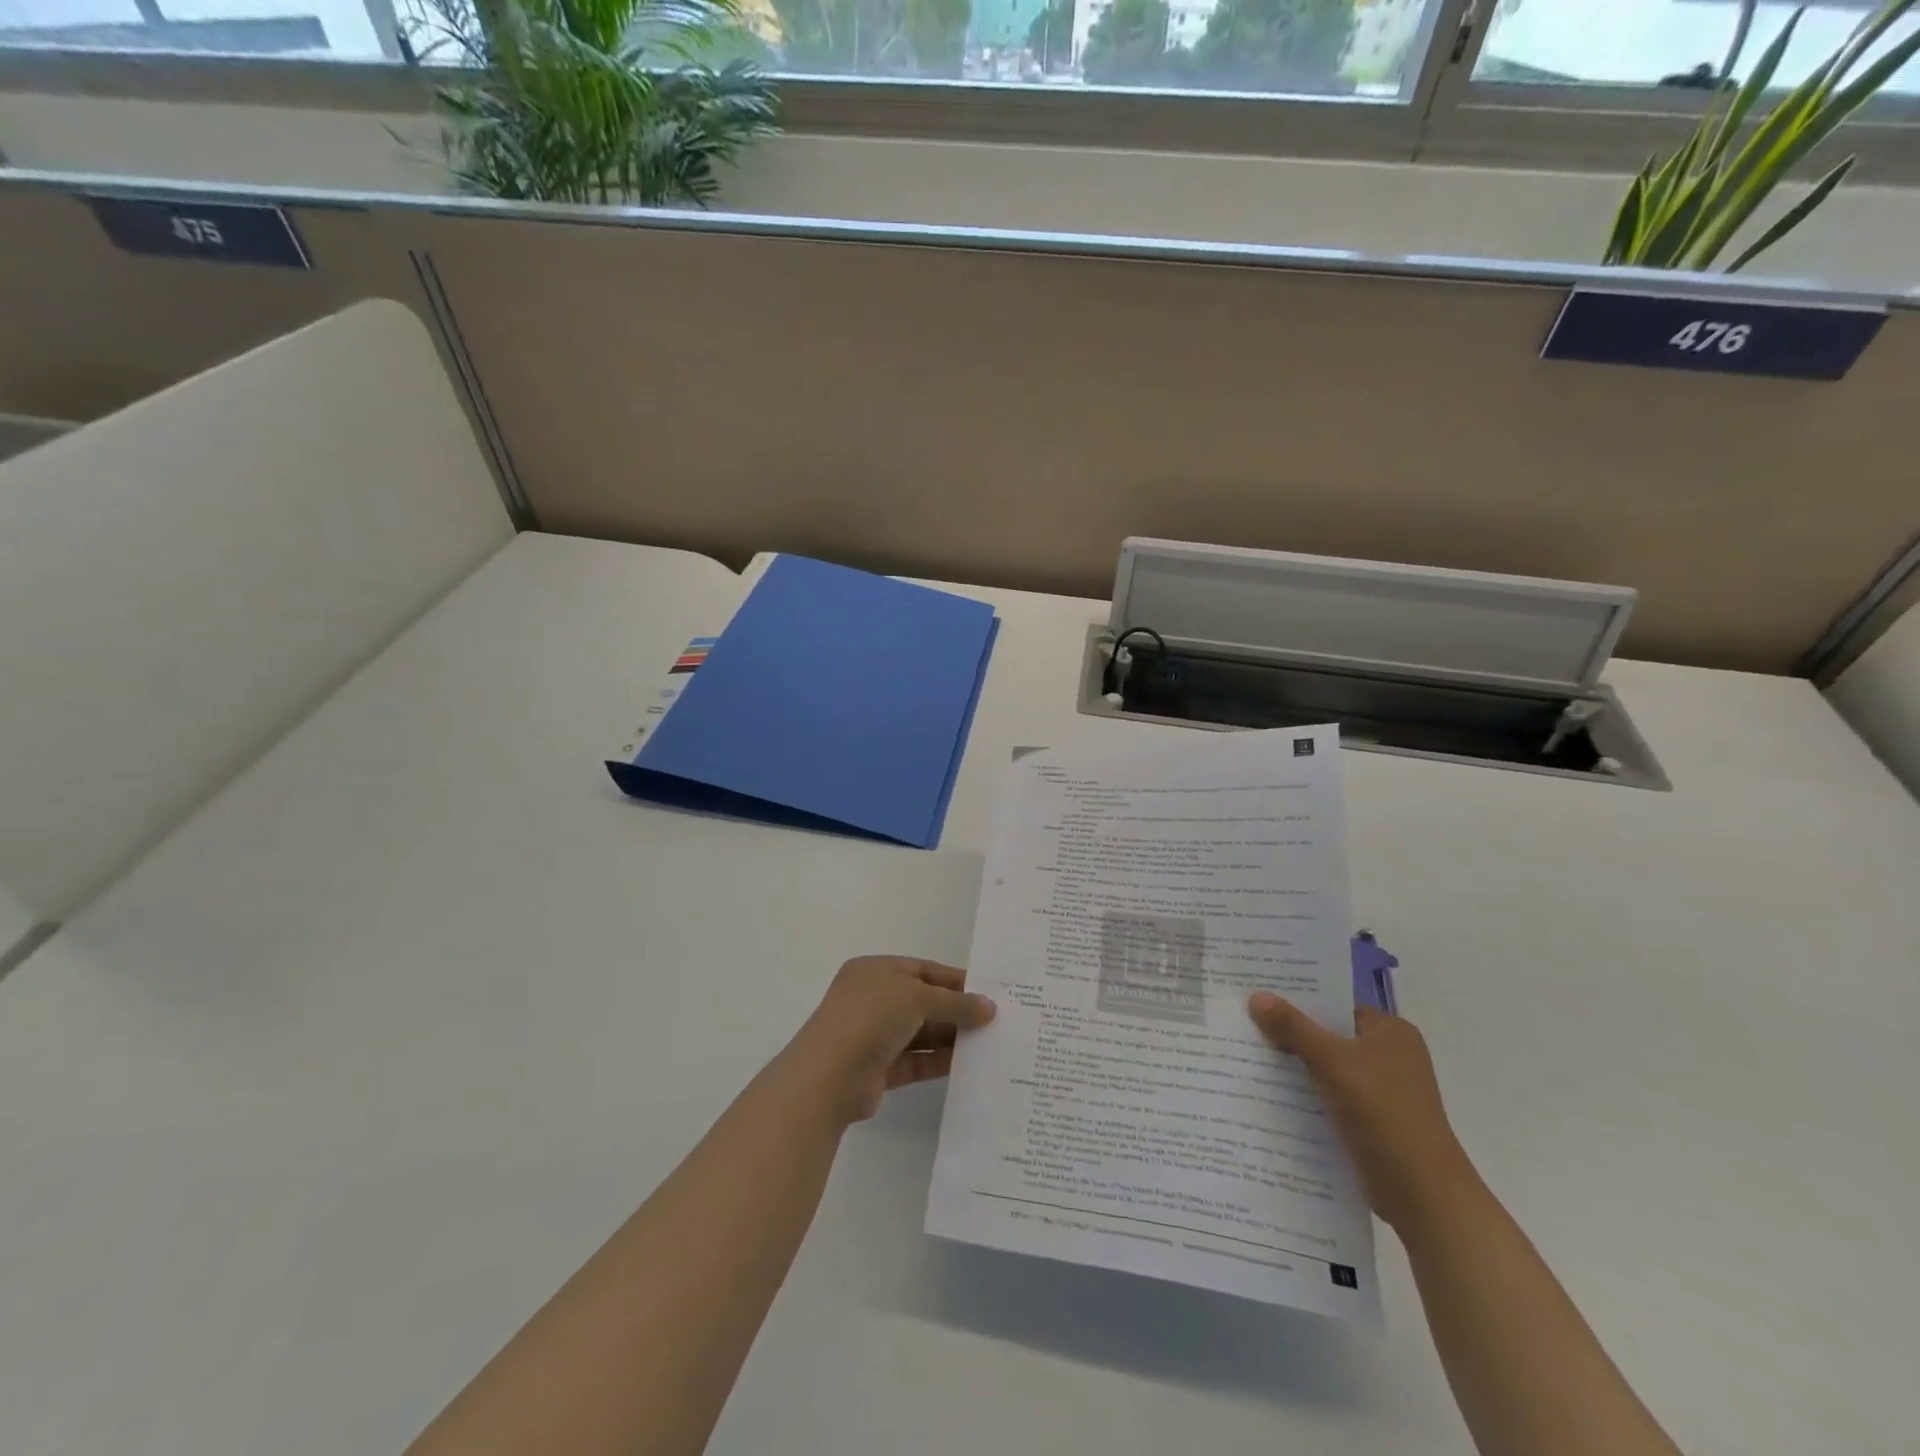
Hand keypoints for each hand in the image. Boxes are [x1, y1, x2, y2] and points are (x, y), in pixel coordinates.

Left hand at [783, 957, 996, 1125]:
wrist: (829, 1076)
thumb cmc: (870, 1017)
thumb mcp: (916, 997)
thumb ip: (955, 1003)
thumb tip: (989, 1008)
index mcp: (875, 971)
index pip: (923, 970)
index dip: (956, 980)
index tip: (990, 992)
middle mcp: (874, 999)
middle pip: (924, 1001)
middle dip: (957, 1010)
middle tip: (995, 1020)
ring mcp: (875, 1035)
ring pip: (921, 1032)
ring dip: (951, 1037)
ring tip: (989, 1042)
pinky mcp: (880, 1069)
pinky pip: (917, 1061)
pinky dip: (939, 1061)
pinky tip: (968, 1064)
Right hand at [1248, 992, 1476, 1229]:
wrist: (1421, 1194)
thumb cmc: (1383, 1112)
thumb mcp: (1332, 1061)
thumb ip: (1293, 1027)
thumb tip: (1256, 996)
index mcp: (1391, 1032)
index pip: (1335, 1005)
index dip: (1297, 1000)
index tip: (1257, 997)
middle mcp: (1390, 1056)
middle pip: (1328, 1036)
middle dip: (1289, 1034)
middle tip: (1243, 1024)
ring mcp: (1382, 1091)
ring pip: (1326, 1068)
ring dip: (1294, 1066)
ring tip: (1246, 1055)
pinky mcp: (1371, 1121)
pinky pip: (1329, 1096)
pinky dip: (1305, 1094)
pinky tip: (1269, 1093)